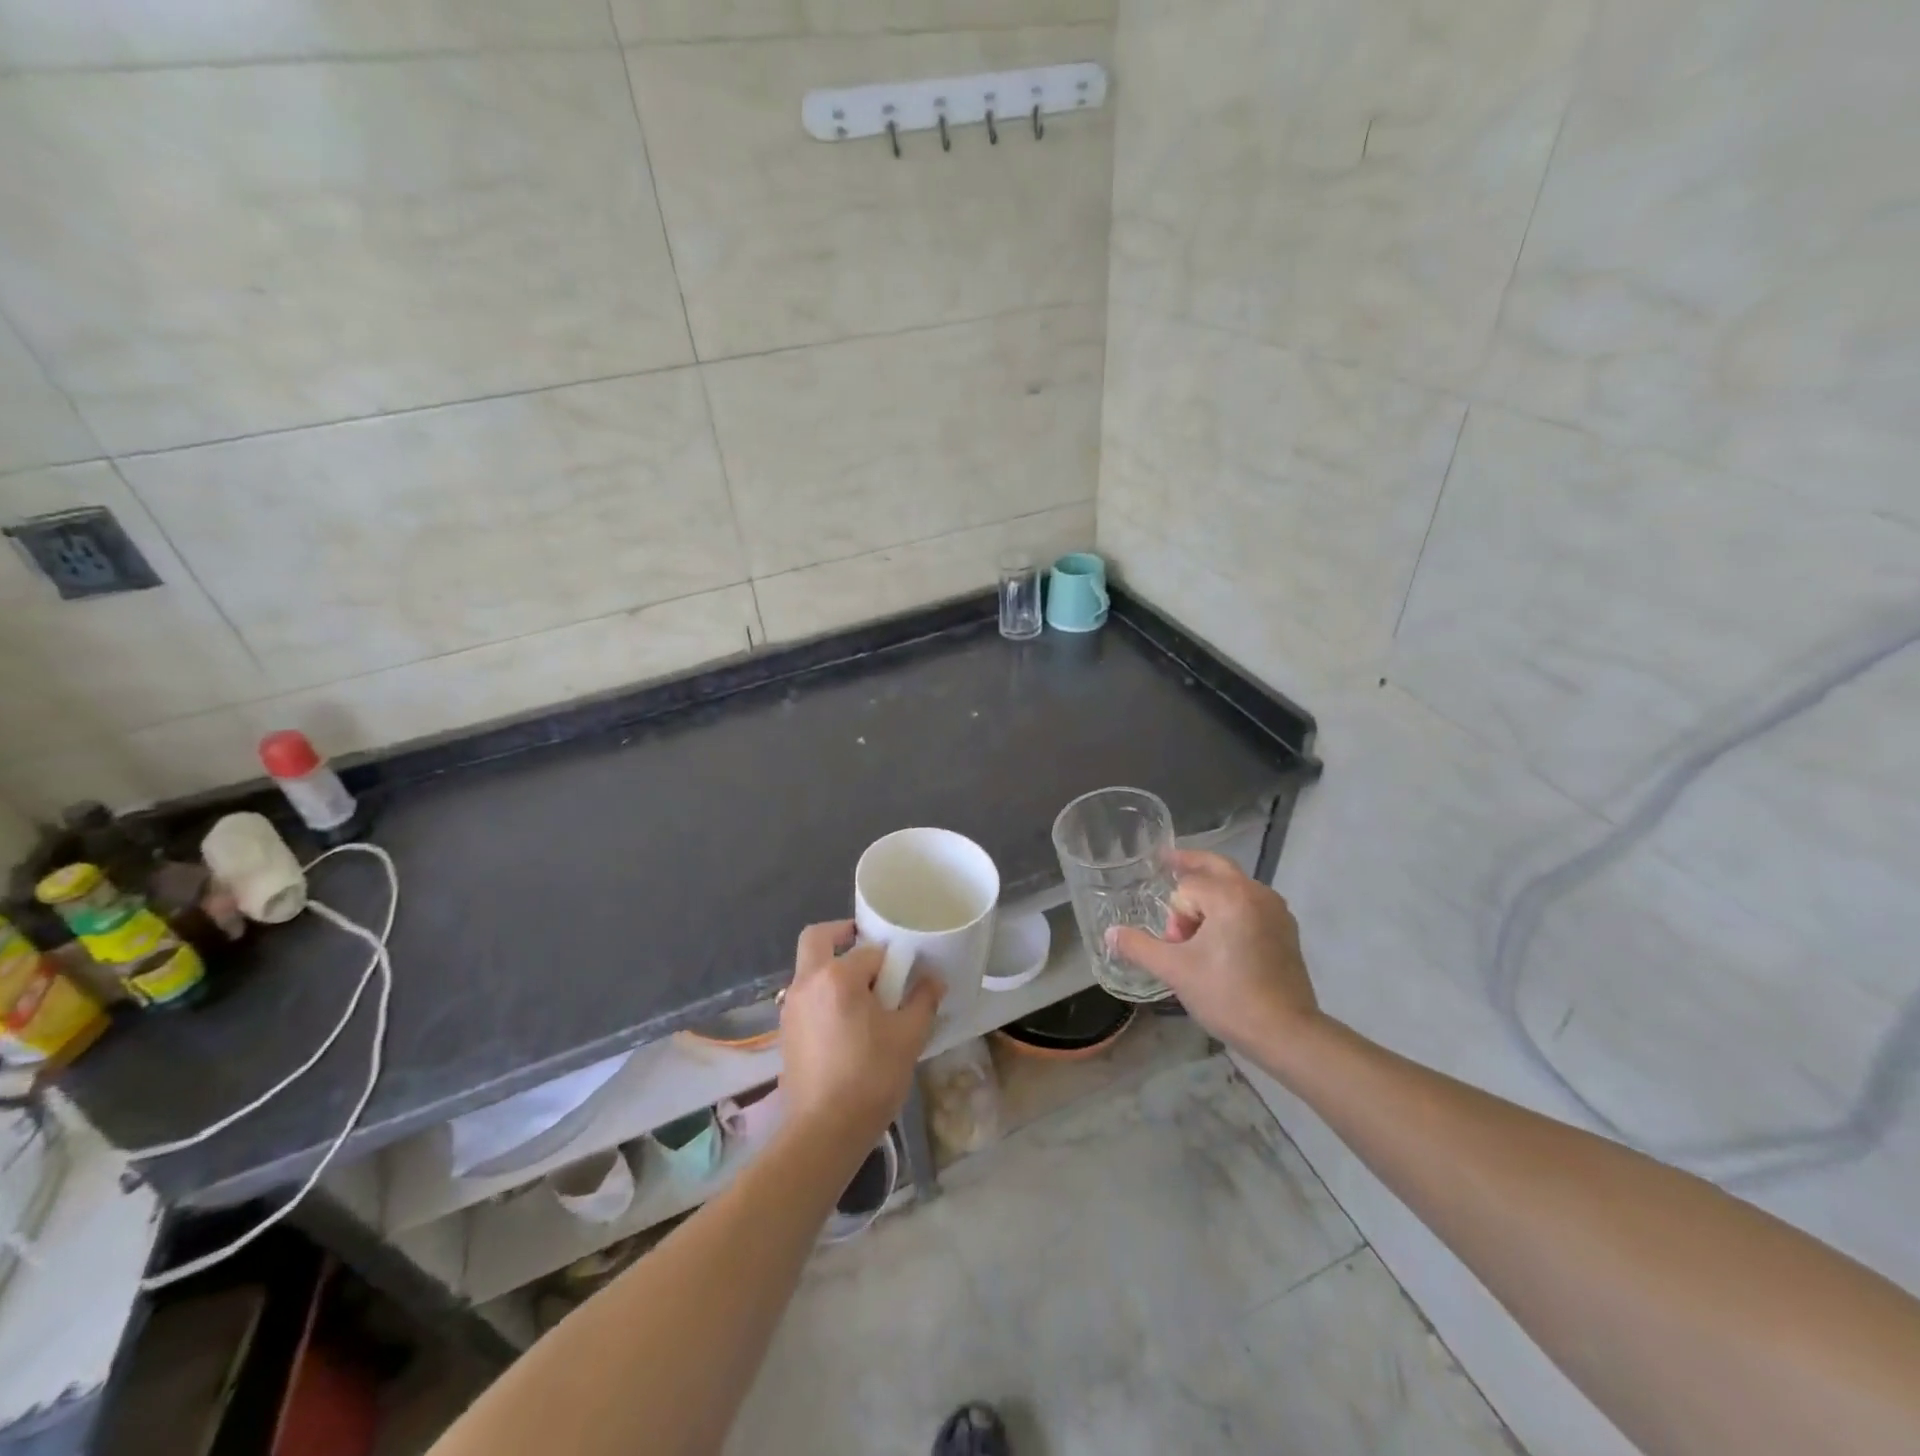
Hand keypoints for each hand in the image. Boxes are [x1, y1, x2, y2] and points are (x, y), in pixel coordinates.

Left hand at [778, 921, 943, 1143]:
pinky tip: (846, 1023)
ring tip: (863, 996)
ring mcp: (791, 1007)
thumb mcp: (908, 1037)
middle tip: (868, 951)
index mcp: (837, 977)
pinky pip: (806, 996)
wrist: (823, 1132)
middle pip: (817, 938)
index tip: (905, 976)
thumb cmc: (870, 1078)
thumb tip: (933, 980)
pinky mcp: (786, 1031)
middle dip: (842, 934)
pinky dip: (823, 994)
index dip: (891, 961)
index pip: (869, 950)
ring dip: (832, 967)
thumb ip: (922, 1001)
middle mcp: (807, 982)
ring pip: (809, 968)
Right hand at [1108, 851, 1325, 1067]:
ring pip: (1234, 886)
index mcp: (1230, 896)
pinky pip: (1251, 904)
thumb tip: (1110, 933)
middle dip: (1189, 868)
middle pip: (1215, 867)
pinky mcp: (1286, 930)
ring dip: (1211, 895)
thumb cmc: (1227, 996)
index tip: (1175, 944)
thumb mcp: (1175, 971)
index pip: (1187, 887)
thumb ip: (1139, 947)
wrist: (1286, 1033)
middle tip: (1167, 864)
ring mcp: (1276, 910)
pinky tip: (1222, 937)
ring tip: (1195, 926)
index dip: (1175, 915)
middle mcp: (1256, 892)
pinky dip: (1231, 908)